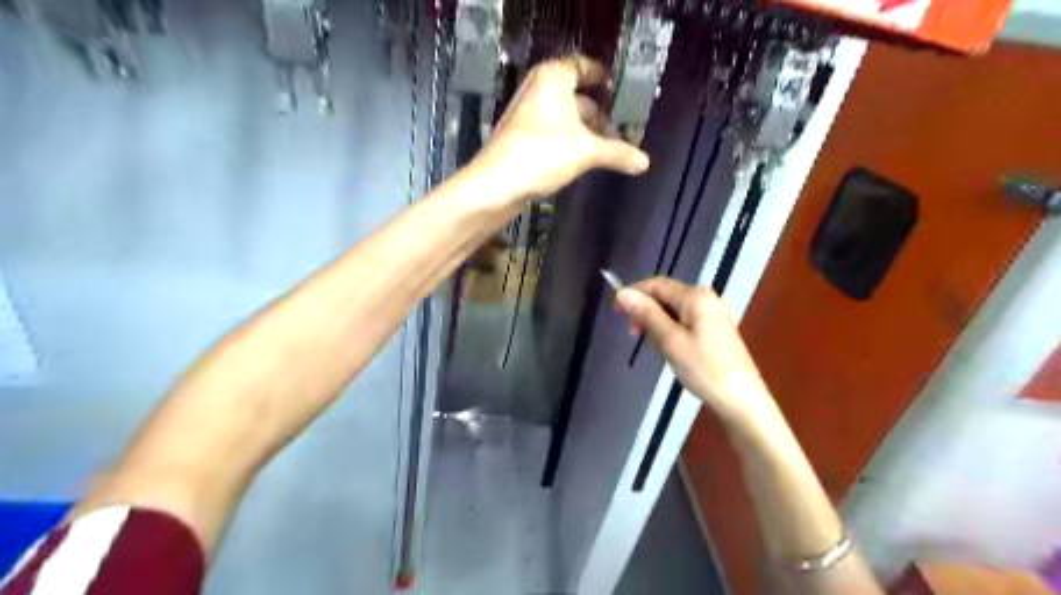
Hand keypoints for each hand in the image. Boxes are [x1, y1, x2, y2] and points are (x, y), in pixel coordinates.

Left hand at [470, 53, 651, 202]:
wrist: (495, 186)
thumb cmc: (540, 155)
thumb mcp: (586, 152)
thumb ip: (617, 153)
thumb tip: (645, 162)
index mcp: (553, 78)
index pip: (584, 66)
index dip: (603, 76)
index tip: (621, 89)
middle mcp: (538, 90)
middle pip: (576, 95)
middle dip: (599, 111)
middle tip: (622, 126)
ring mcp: (528, 115)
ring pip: (565, 117)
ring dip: (585, 131)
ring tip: (608, 147)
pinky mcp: (523, 138)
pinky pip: (553, 133)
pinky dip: (570, 141)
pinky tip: (583, 159)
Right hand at [619, 277, 776, 421]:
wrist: (742, 399)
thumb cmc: (704, 368)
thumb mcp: (670, 340)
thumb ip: (646, 314)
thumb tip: (621, 293)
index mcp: (695, 296)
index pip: (656, 284)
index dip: (634, 294)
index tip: (615, 312)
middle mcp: (705, 298)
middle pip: (665, 295)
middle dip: (645, 310)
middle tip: (633, 334)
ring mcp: (712, 313)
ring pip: (673, 309)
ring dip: (656, 322)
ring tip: (652, 346)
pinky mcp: (714, 328)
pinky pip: (684, 320)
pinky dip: (670, 330)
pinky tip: (667, 348)